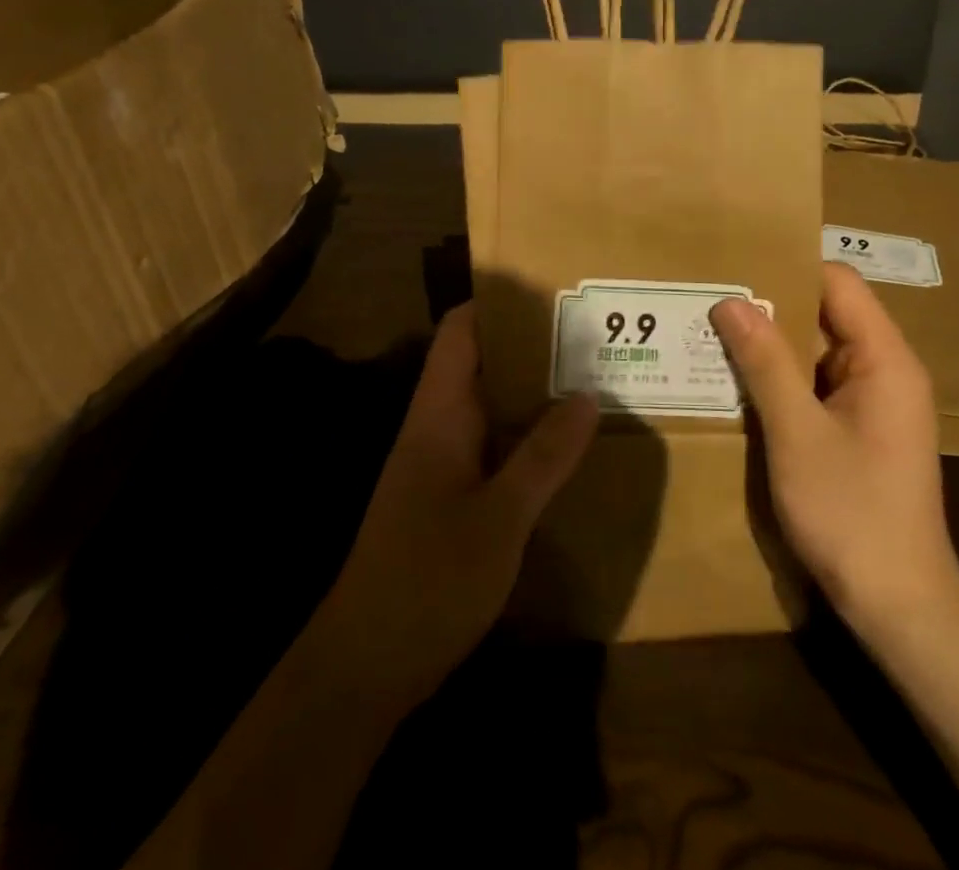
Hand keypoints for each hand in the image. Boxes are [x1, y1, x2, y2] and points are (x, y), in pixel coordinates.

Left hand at [307, 304, 598, 711]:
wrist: (365, 665)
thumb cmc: (428, 579)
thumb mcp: (500, 517)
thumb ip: (544, 456)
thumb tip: (587, 393)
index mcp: (439, 414)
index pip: (461, 331)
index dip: (499, 302)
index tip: (553, 292)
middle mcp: (437, 426)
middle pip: (481, 363)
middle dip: (532, 346)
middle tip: (593, 336)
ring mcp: (441, 463)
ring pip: (490, 406)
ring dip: (533, 392)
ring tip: (592, 381)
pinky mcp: (449, 498)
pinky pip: (493, 446)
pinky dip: (527, 436)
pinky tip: (566, 449)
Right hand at [711, 263, 958, 635]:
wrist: (899, 606)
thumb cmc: (852, 513)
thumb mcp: (797, 433)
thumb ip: (765, 363)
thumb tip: (730, 301)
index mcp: (885, 359)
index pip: (839, 283)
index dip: (789, 268)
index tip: (735, 266)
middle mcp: (886, 370)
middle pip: (827, 313)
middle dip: (770, 306)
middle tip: (710, 298)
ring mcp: (874, 402)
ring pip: (818, 350)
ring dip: (772, 344)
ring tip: (712, 332)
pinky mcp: (860, 429)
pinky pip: (817, 384)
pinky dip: (781, 378)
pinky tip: (737, 381)